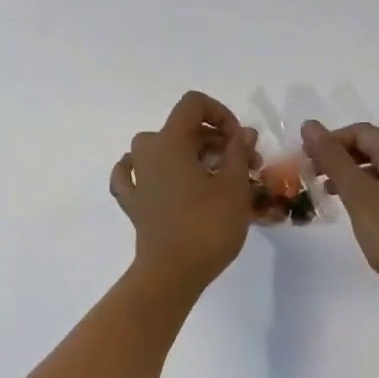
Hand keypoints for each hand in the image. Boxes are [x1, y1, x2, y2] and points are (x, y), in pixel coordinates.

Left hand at [111, 92, 257, 294]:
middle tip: (244, 165)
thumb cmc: (207, 225)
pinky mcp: (134, 204)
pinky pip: (134, 175)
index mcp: (170, 142)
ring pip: (161, 149)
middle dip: (216, 140)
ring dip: (189, 154)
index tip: (240, 141)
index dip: (221, 113)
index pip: (193, 104)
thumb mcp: (234, 186)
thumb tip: (243, 133)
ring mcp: (136, 179)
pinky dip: (147, 171)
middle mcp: (147, 152)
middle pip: (182, 128)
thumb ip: (239, 152)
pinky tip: (157, 177)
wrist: (173, 273)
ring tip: (215, 176)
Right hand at [301, 120, 378, 303]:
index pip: (362, 132)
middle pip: (373, 148)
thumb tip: (310, 125)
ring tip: (328, 192)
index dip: (332, 139)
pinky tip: (357, 211)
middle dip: (340, 156)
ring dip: (352, 174)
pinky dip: (368, 191)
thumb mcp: (358, 194)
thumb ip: (333, 159)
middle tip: (312, 175)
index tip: (307, 159)